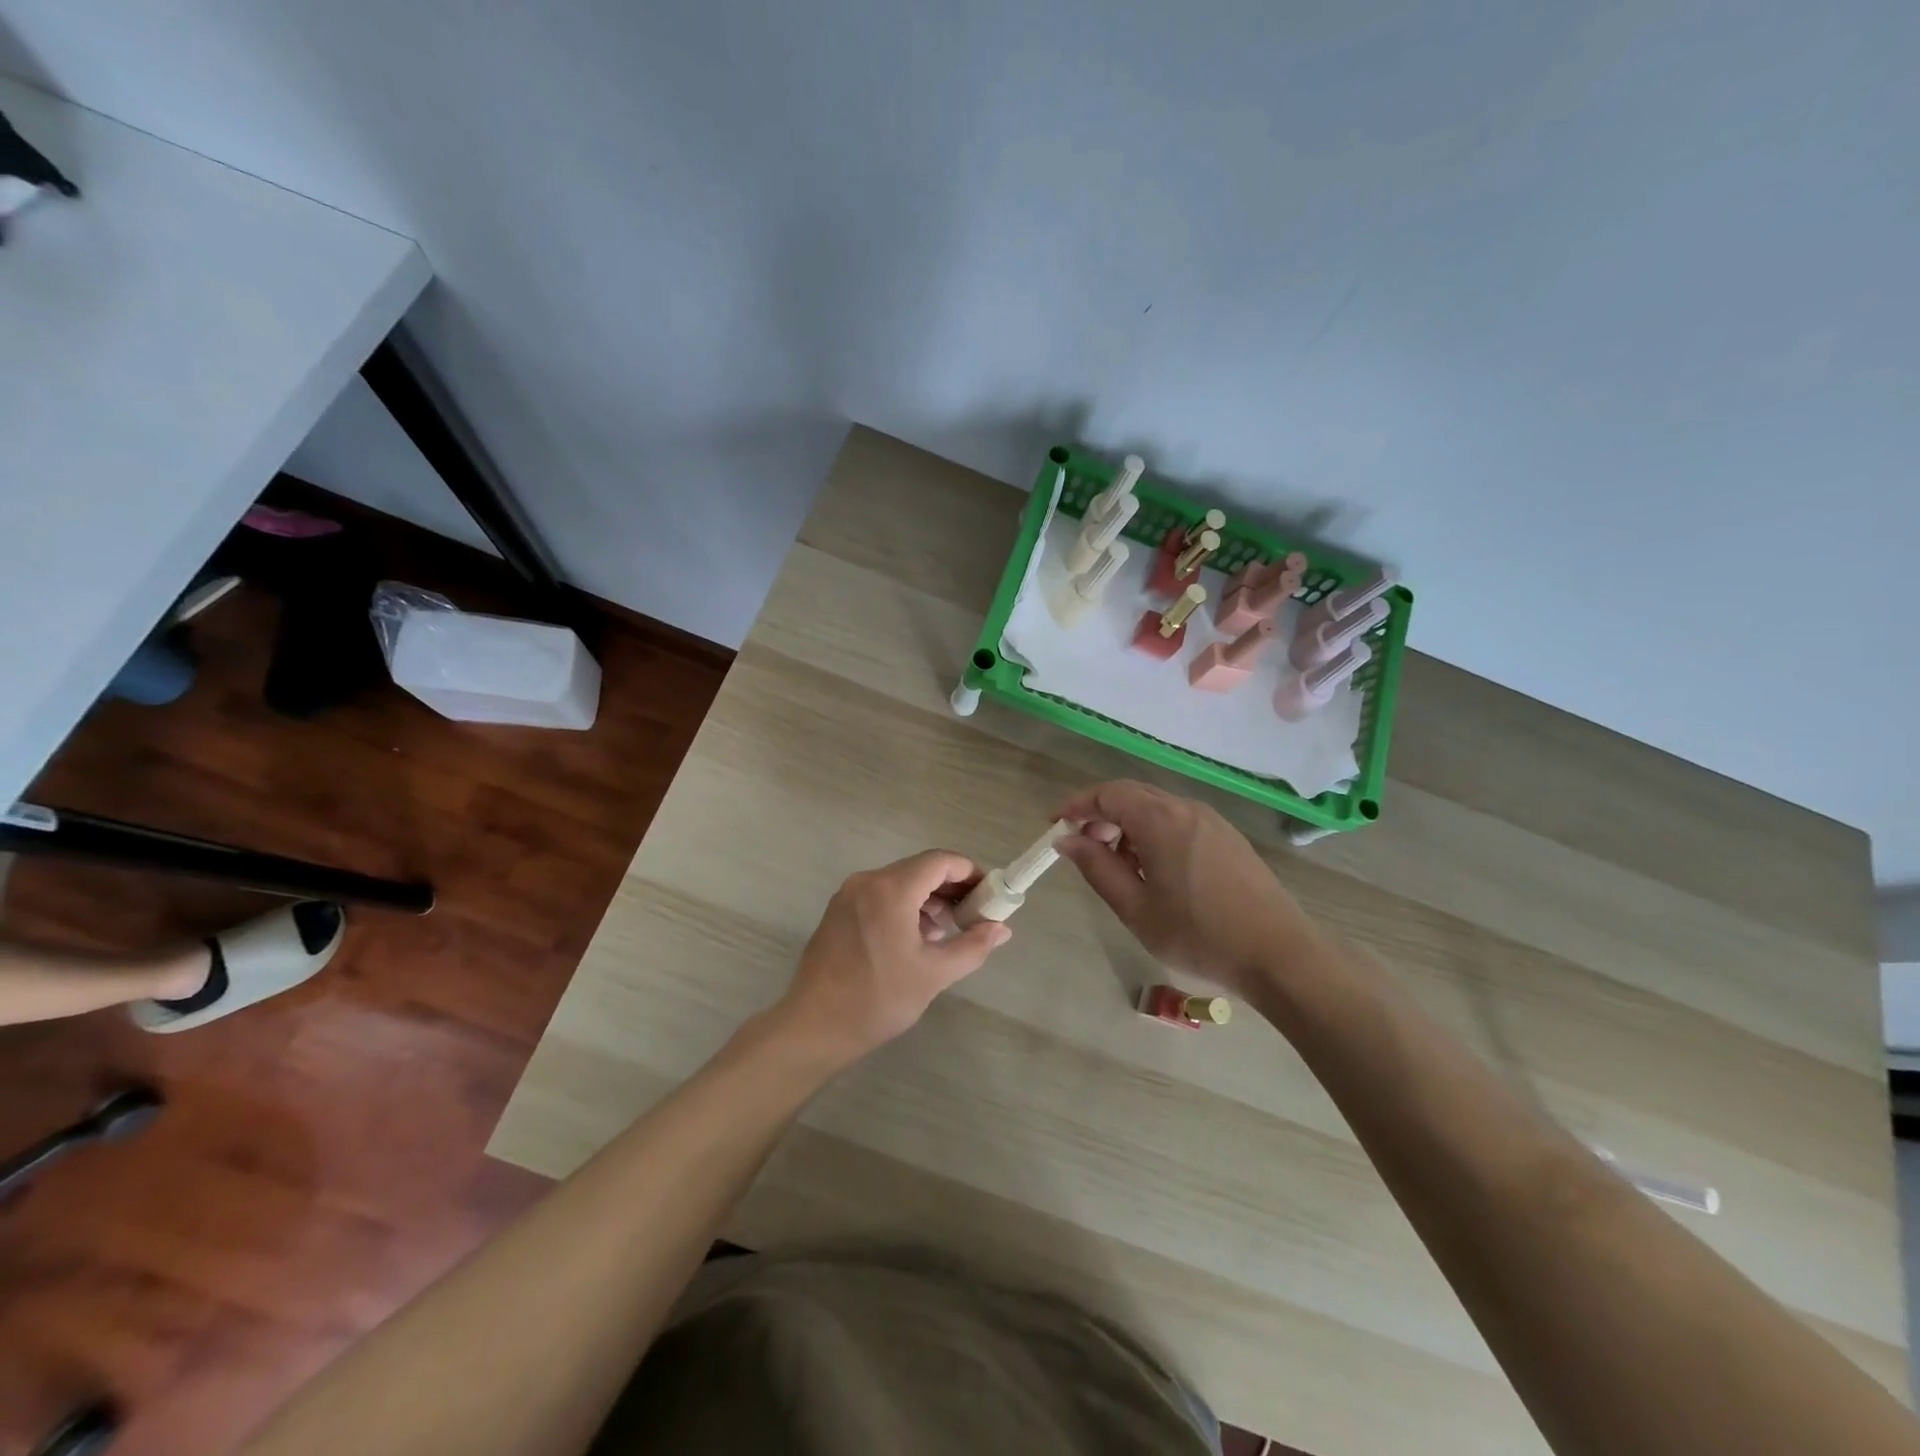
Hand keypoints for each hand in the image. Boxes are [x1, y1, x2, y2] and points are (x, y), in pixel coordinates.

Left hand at [775, 850, 1010, 1065]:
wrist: (814, 1027)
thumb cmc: (878, 998)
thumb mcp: (934, 973)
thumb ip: (972, 946)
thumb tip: (1002, 929)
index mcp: (891, 889)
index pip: (940, 861)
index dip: (970, 872)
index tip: (989, 895)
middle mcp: (867, 881)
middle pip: (919, 869)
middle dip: (951, 888)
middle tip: (973, 916)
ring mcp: (848, 895)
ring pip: (899, 882)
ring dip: (928, 899)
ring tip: (946, 932)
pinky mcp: (838, 912)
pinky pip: (880, 896)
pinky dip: (904, 907)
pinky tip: (915, 938)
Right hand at [1054, 780, 1319, 994]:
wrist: (1281, 955)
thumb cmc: (1200, 935)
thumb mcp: (1136, 909)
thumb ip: (1098, 868)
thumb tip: (1067, 841)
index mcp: (1160, 820)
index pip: (1107, 794)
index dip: (1076, 806)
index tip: (1055, 826)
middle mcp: (1186, 808)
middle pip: (1132, 795)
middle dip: (1100, 815)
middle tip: (1083, 849)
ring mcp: (1211, 821)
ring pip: (1156, 807)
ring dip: (1128, 826)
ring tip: (1118, 867)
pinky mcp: (1227, 837)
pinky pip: (1178, 820)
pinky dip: (1154, 833)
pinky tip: (1154, 870)